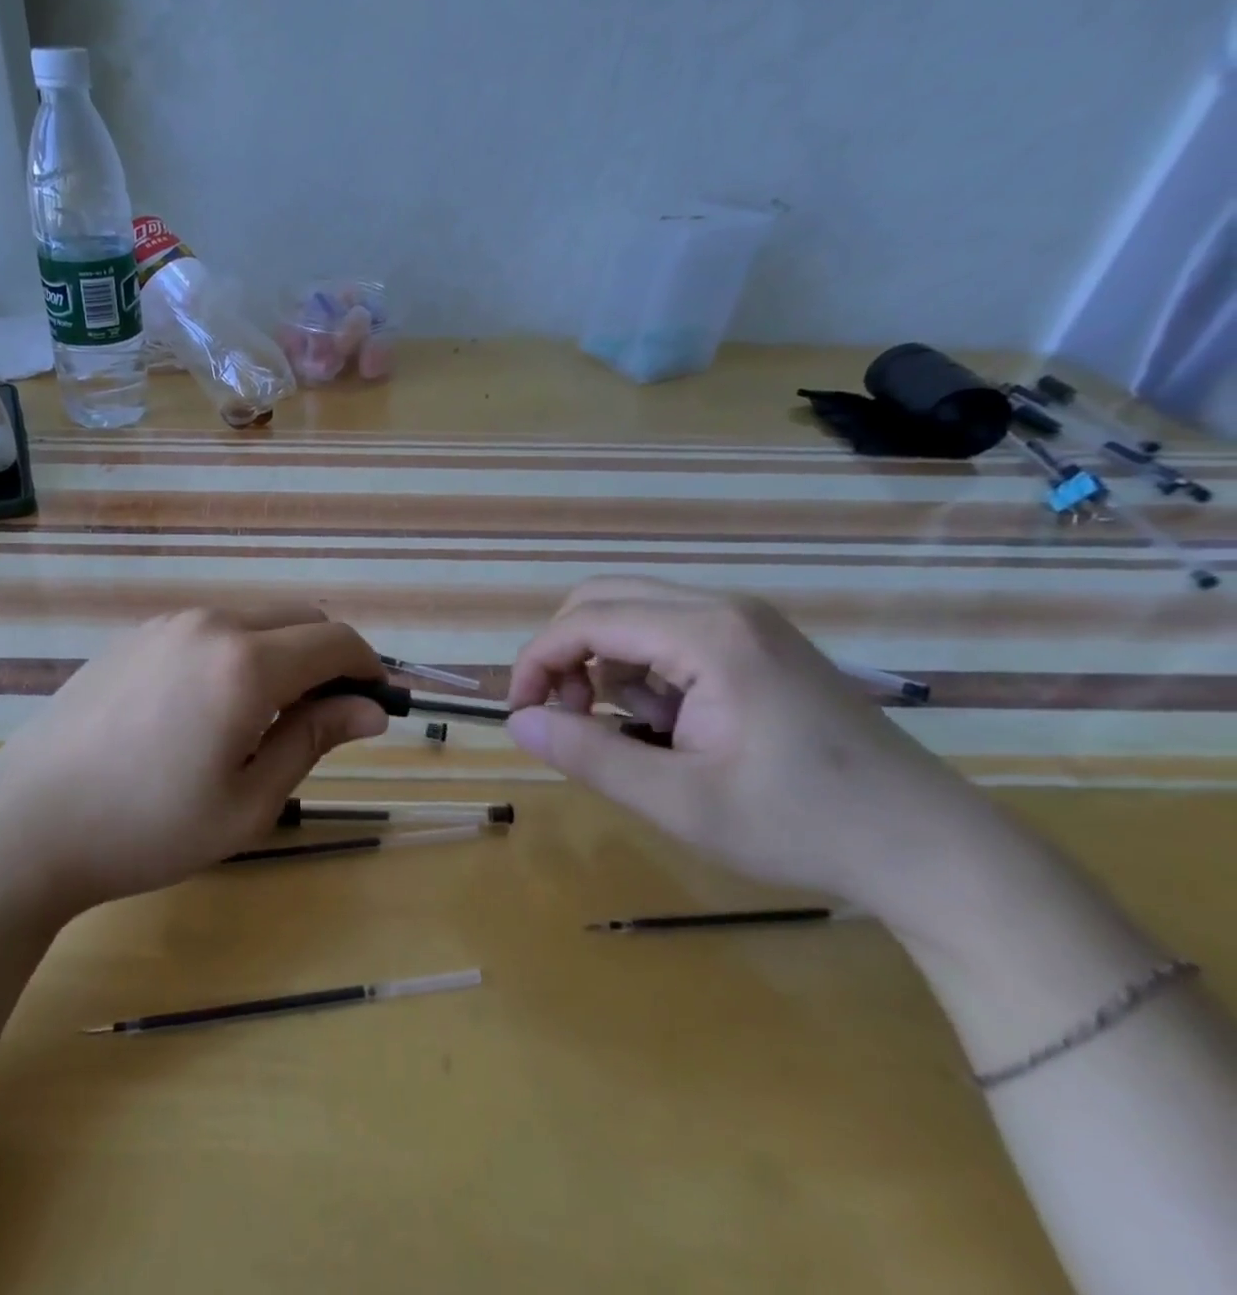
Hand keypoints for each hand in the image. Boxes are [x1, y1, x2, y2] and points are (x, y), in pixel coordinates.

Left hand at [0, 605, 387, 919]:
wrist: (27, 823)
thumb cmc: (148, 827)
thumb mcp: (249, 800)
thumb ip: (313, 739)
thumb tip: (370, 709)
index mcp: (246, 663)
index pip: (336, 640)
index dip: (368, 668)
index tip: (376, 704)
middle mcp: (210, 624)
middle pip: (298, 618)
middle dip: (328, 657)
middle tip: (324, 718)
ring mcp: (166, 624)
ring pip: (252, 621)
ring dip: (280, 655)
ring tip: (261, 721)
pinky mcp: (133, 636)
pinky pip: (207, 631)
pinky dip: (235, 654)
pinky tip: (205, 710)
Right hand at [504, 578, 1012, 933]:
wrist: (932, 849)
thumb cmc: (800, 825)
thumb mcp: (677, 801)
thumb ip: (587, 755)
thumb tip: (516, 723)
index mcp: (707, 635)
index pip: (586, 620)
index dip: (537, 662)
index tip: (521, 714)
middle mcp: (724, 609)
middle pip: (605, 600)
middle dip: (567, 655)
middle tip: (567, 718)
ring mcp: (747, 623)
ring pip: (634, 615)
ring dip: (606, 665)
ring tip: (629, 732)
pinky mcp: (758, 644)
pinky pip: (670, 635)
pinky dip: (644, 672)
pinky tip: (670, 725)